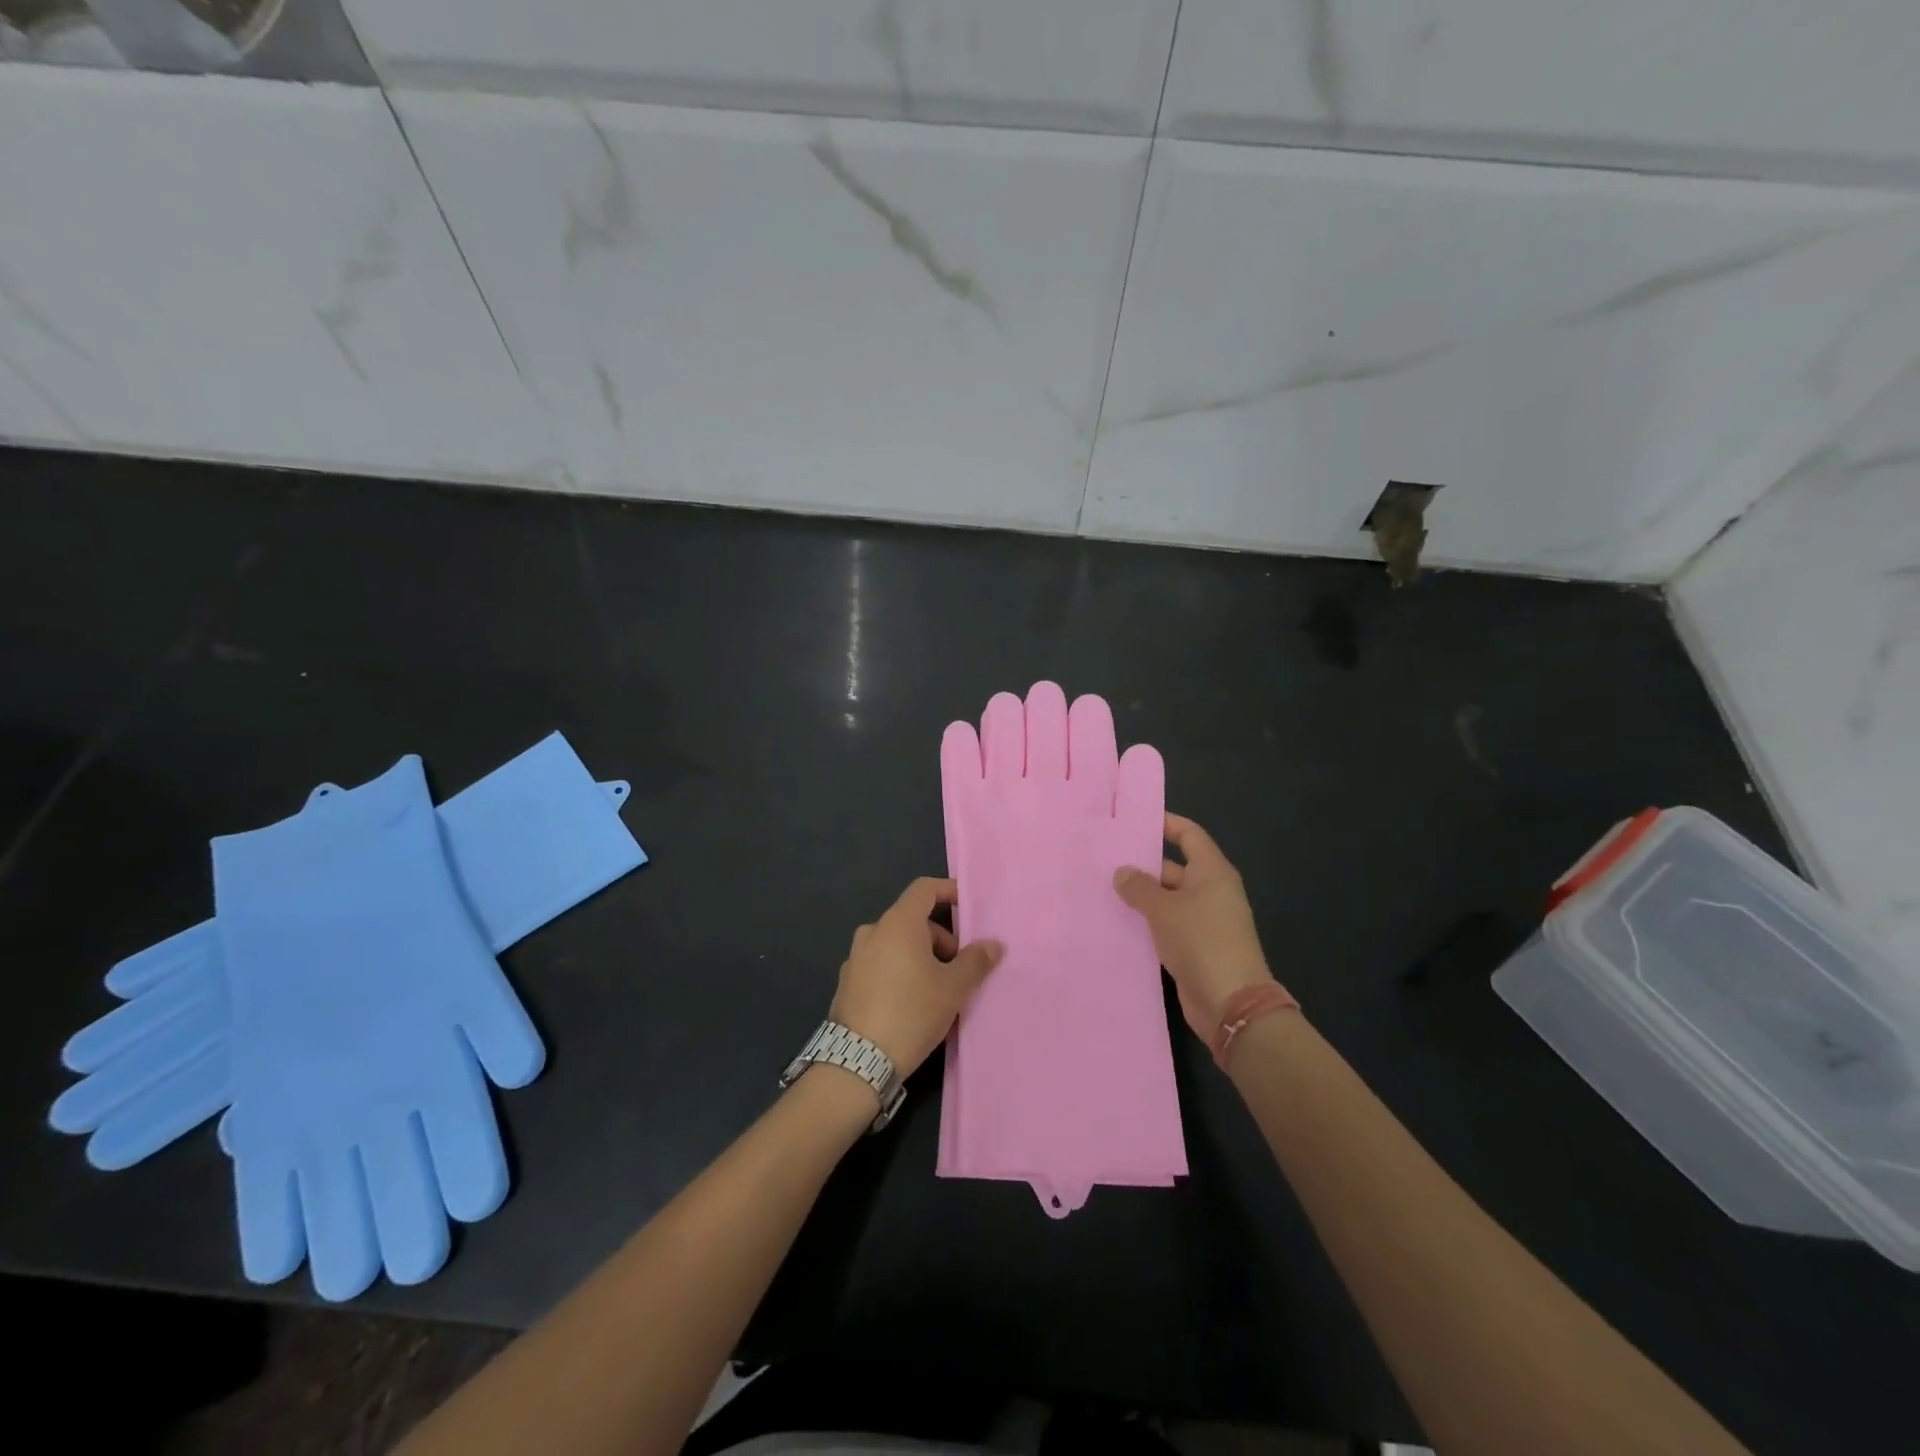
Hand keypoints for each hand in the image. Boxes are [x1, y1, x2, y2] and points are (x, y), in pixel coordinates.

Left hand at [830, 877, 1002, 1078]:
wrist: (858, 1062)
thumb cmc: (912, 1012)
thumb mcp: (953, 988)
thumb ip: (975, 961)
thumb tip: (993, 944)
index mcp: (898, 923)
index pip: (924, 889)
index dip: (948, 891)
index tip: (967, 907)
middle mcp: (873, 932)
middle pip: (912, 920)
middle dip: (940, 938)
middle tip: (959, 968)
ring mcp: (855, 958)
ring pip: (896, 944)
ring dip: (920, 957)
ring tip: (938, 990)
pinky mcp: (847, 984)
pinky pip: (880, 965)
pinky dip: (899, 972)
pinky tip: (911, 1004)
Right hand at [1113, 813, 1276, 1042]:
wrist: (1230, 1003)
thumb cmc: (1201, 941)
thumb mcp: (1164, 909)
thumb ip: (1139, 887)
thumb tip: (1122, 872)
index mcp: (1212, 872)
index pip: (1188, 835)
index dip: (1165, 824)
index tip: (1133, 820)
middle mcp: (1210, 891)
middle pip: (1173, 867)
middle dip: (1142, 864)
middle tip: (1103, 859)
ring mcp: (1203, 920)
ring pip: (1166, 899)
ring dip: (1140, 896)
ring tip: (1101, 888)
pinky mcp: (1194, 947)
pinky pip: (1166, 925)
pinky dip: (1145, 922)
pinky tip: (1116, 921)